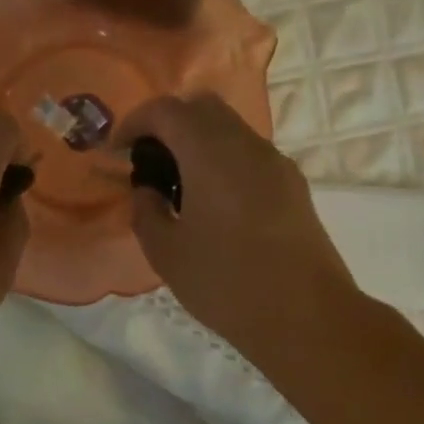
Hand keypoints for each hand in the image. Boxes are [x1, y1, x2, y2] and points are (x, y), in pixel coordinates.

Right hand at [117, 93, 358, 363]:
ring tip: (177, 184)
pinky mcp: (293, 185)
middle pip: (201, 106)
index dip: (134, 123)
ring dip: (197, 140)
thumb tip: (147, 190)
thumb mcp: (165, 252)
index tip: (117, 152)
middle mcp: (246, 145)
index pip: (166, 111)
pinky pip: (248, 153)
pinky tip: (212, 202)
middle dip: (167, 123)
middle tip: (147, 160)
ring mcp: (275, 163)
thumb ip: (146, 210)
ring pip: (229, 128)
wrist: (306, 317)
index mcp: (210, 153)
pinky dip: (221, 159)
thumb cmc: (226, 283)